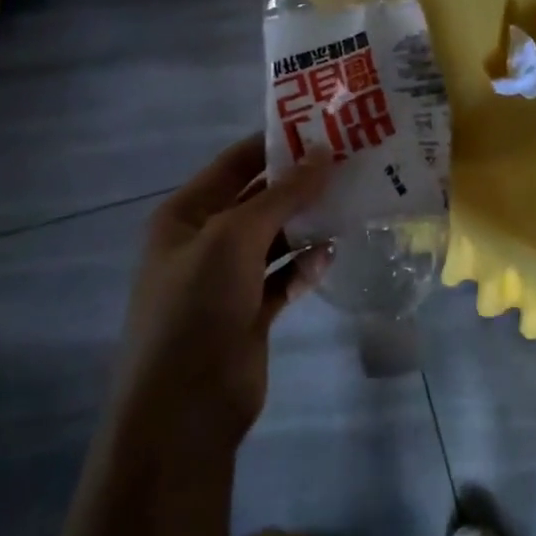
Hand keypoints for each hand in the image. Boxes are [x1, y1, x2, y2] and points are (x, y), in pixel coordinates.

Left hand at [115, 136, 330, 446]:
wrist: (184, 407)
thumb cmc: (197, 306)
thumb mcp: (234, 237)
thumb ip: (281, 195)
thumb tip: (322, 153)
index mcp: (185, 214)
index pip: (234, 164)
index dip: (275, 144)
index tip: (323, 128)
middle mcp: (204, 241)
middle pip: (258, 200)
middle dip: (298, 184)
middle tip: (350, 163)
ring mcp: (228, 280)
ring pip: (275, 239)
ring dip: (306, 225)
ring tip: (351, 203)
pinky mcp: (251, 313)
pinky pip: (284, 278)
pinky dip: (305, 266)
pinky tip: (332, 255)